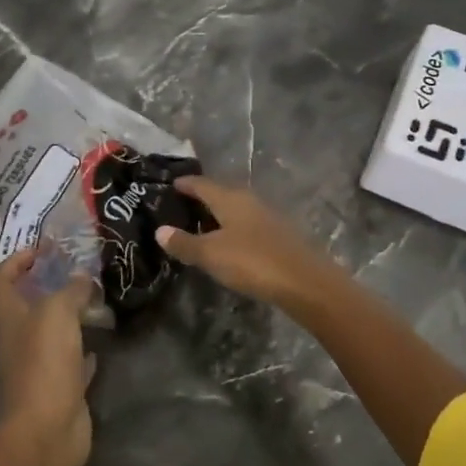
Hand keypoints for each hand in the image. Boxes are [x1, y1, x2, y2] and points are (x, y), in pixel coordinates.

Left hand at [0, 249, 96, 465]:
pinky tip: (98, 342)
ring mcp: (36, 366)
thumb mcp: (57, 313)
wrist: (47, 429)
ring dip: (66, 318)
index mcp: (8, 318)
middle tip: (76, 273)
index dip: (15, 261)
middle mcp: (17, 340)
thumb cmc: (44, 362)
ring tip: (92, 301)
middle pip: (25, 307)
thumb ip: (70, 290)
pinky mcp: (57, 388)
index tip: (42, 250)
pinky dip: (81, 351)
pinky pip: (69, 362)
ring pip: (49, 334)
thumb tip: (82, 277)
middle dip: (47, 287)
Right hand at [154, 177, 337, 309]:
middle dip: (202, 197)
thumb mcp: (211, 255)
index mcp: (230, 198)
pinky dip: (233, 228)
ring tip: (201, 224)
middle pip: (221, 193)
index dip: (185, 184)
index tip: (171, 184)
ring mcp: (267, 216)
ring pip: (236, 208)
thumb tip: (160, 230)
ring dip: (219, 214)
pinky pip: (248, 223)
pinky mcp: (279, 234)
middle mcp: (249, 200)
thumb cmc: (252, 261)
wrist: (305, 282)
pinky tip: (229, 241)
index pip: (202, 184)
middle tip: (182, 205)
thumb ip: (185, 243)